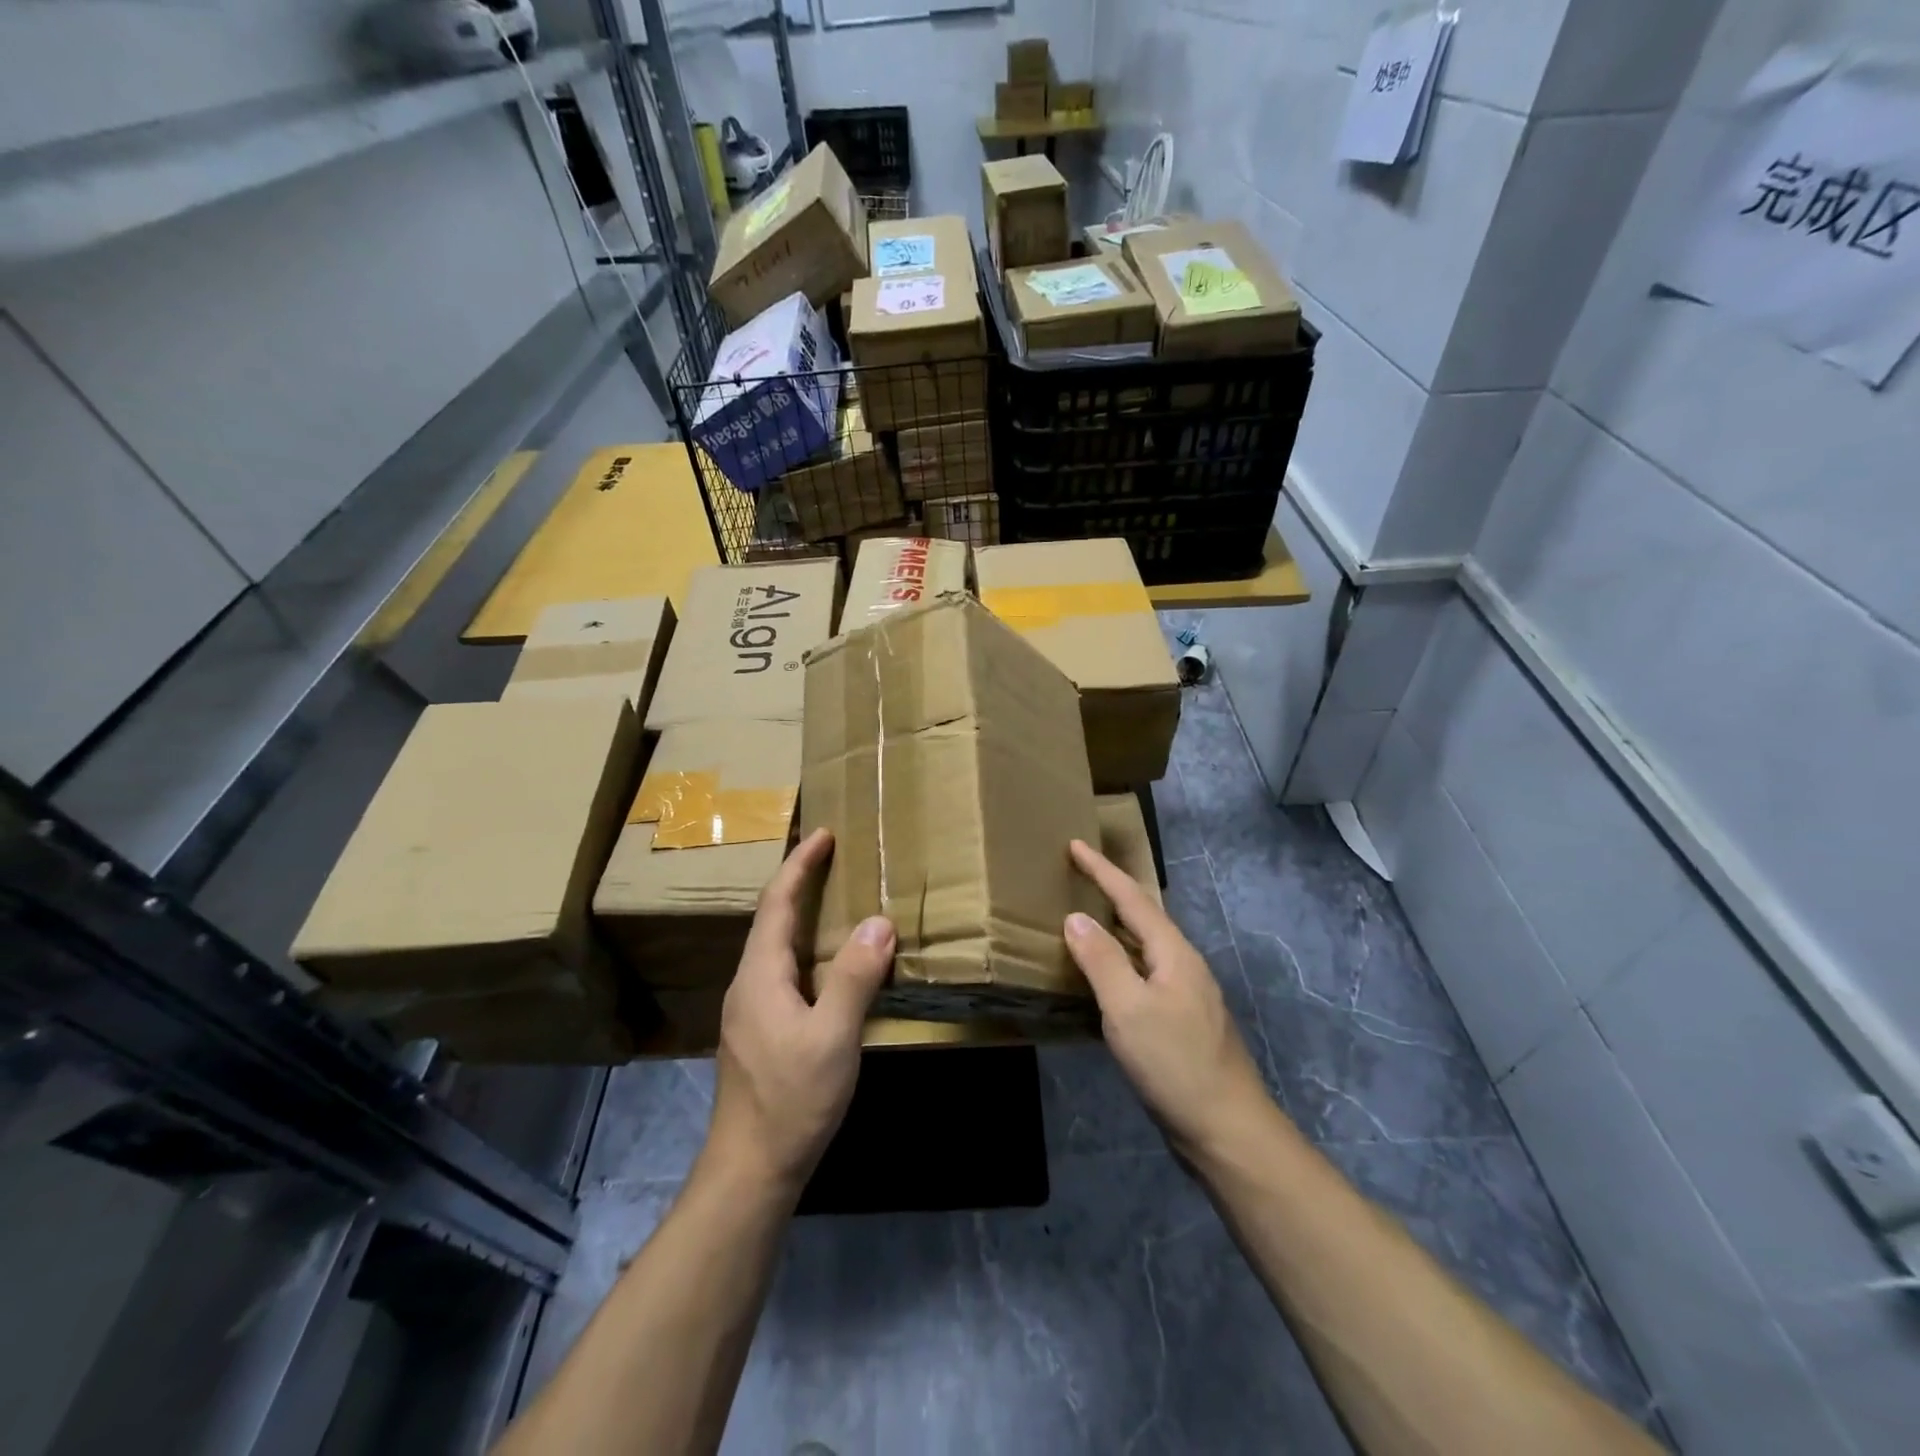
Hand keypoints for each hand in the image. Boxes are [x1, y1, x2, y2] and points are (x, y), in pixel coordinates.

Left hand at [708, 828, 894, 1194]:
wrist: (751, 1169)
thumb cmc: (791, 1099)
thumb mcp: (834, 1036)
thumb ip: (855, 977)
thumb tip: (878, 921)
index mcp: (760, 974)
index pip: (777, 903)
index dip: (799, 865)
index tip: (823, 834)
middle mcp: (749, 983)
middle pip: (772, 919)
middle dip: (799, 882)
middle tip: (831, 857)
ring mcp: (751, 1010)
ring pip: (776, 947)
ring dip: (801, 915)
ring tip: (833, 899)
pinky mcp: (760, 1032)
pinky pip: (783, 970)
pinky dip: (806, 948)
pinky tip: (827, 963)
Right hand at [1064, 839, 1272, 1160]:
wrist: (1228, 1130)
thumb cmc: (1174, 1064)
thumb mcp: (1128, 1009)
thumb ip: (1101, 960)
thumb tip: (1075, 917)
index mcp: (1174, 953)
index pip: (1132, 898)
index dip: (1102, 871)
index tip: (1075, 845)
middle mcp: (1184, 965)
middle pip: (1143, 917)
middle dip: (1111, 893)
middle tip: (1078, 876)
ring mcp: (1188, 995)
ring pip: (1145, 948)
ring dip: (1116, 928)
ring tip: (1086, 919)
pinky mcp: (1183, 1022)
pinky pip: (1145, 975)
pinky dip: (1121, 962)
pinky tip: (1106, 979)